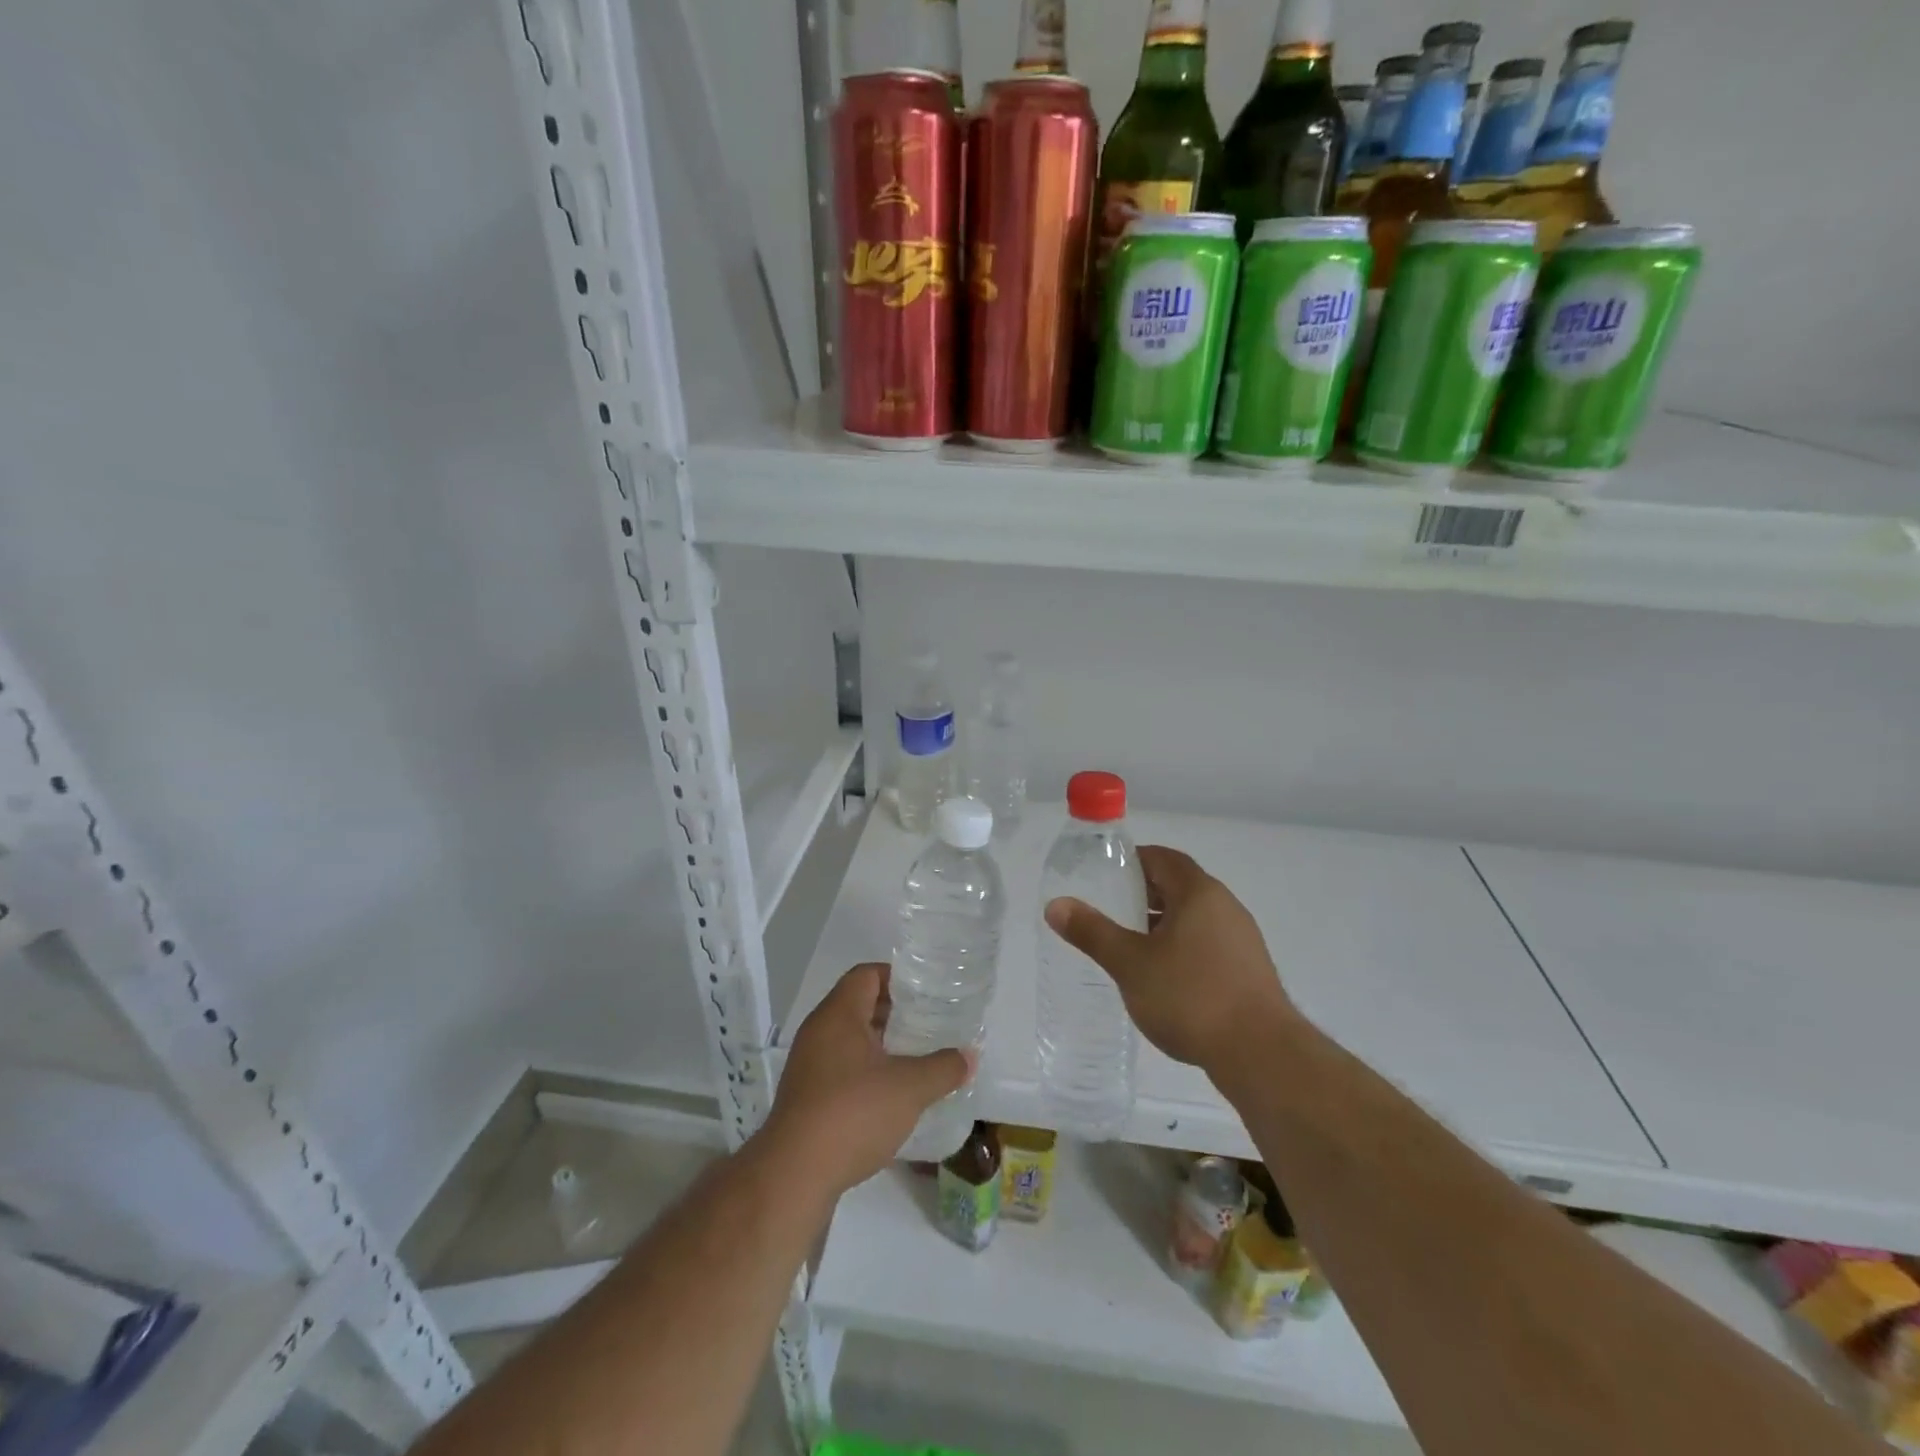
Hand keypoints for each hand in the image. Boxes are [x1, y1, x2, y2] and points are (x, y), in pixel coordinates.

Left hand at [763, 963, 972, 1197]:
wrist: (794, 1175)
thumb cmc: (853, 1113)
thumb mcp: (909, 1088)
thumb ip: (943, 1068)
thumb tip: (968, 1057)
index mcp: (838, 1014)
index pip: (867, 974)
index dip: (898, 978)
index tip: (927, 994)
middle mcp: (818, 1031)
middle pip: (859, 1005)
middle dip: (895, 1013)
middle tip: (930, 1025)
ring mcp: (809, 1065)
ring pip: (850, 1039)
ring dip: (882, 1045)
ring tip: (917, 1059)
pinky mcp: (806, 1096)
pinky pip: (841, 1068)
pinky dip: (867, 1071)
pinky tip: (892, 1095)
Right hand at [1044, 845, 1296, 1074]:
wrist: (1261, 1054)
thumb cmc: (1190, 996)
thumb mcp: (1130, 963)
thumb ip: (1092, 932)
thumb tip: (1055, 905)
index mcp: (1198, 893)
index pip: (1164, 858)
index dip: (1134, 860)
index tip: (1106, 874)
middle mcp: (1226, 906)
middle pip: (1180, 886)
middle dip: (1145, 894)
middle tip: (1111, 909)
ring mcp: (1242, 939)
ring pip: (1195, 917)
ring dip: (1164, 923)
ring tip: (1132, 945)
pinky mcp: (1250, 970)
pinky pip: (1209, 943)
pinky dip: (1183, 946)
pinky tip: (1165, 977)